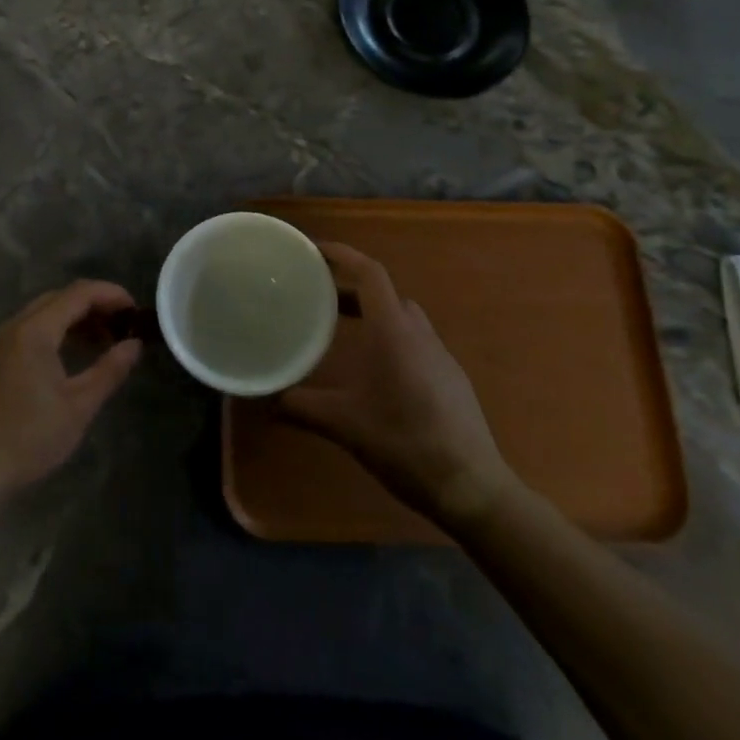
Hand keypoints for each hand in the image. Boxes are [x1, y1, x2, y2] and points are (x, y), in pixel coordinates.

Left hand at [0, 280, 142, 504]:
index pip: (78, 293)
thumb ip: (110, 369)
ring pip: (43, 312)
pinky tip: (71, 354)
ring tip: (104, 339)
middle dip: (94, 304)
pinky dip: (55, 331)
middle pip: (59, 297)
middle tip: (122, 324)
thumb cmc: (30, 438)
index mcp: (34, 331)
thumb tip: (135, 344)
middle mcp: (13, 326)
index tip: (136, 309)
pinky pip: (29, 329)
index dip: (110, 294)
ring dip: (74, 317)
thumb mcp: (79, 406)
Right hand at [279, 243, 521, 525]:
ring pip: (403, 317)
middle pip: (385, 292)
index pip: (369, 273)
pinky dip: (390, 338)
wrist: (472, 488)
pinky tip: (375, 370)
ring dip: (373, 313)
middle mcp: (420, 334)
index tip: (314, 251)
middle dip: (350, 287)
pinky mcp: (451, 379)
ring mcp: (440, 356)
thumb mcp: (345, 426)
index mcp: (394, 331)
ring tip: (341, 330)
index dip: (342, 255)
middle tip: (317, 295)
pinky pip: (415, 341)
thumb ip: (302, 408)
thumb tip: (266, 401)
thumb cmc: (405, 444)